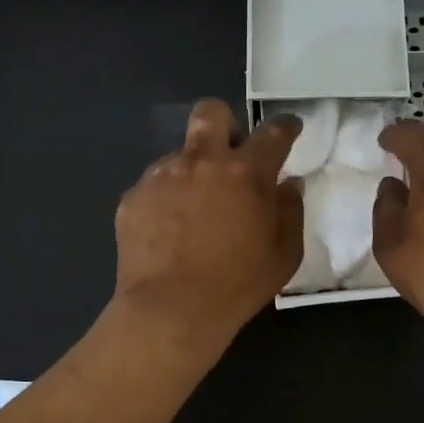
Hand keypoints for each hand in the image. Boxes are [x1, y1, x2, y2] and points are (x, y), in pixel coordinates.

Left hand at [113, 100, 302, 346]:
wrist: (171, 310)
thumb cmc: (238, 284)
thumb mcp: (284, 254)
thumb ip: (290, 211)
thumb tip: (287, 185)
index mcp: (246, 172)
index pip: (272, 133)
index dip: (285, 126)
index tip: (289, 128)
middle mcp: (202, 161)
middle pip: (211, 113)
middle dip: (224, 123)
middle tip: (230, 153)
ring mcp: (162, 176)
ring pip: (179, 153)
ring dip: (193, 169)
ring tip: (194, 208)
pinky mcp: (133, 197)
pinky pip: (154, 184)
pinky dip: (166, 198)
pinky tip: (169, 230)